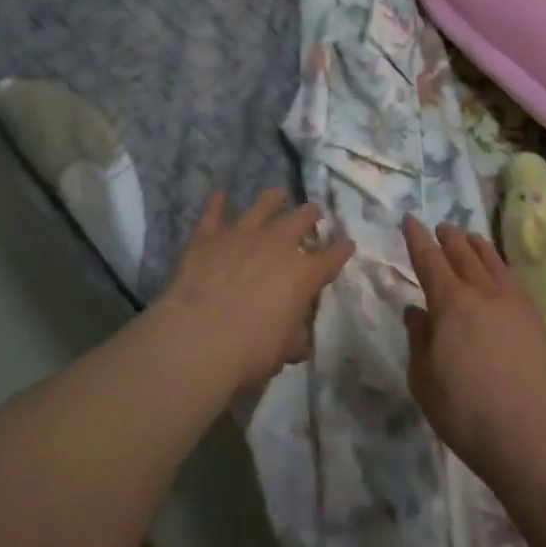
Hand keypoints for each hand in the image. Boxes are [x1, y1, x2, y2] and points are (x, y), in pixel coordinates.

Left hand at [153, 189, 354, 393]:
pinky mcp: (208, 238)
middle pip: (301, 218)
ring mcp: (242, 235)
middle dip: (310, 215)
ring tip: (278, 194)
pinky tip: (220, 193)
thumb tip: (300, 339)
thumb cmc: (249, 353)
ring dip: (273, 199)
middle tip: (312, 215)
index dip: (342, 249)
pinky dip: (217, 203)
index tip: (348, 244)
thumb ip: (294, 338)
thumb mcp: (283, 352)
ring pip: (263, 205)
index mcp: (303, 273)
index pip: (332, 256)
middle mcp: (277, 244)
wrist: (197, 342)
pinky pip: (213, 213)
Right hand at [401, 215, 545, 489]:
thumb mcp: (425, 381)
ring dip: (475, 244)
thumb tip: (415, 311)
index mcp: (449, 302)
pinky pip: (512, 276)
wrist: (533, 433)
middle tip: (440, 227)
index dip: (417, 238)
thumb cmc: (467, 412)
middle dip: (448, 237)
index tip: (410, 219)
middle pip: (462, 253)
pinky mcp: (534, 315)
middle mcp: (481, 291)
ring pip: (490, 259)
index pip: (429, 259)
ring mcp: (512, 300)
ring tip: (468, 237)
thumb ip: (418, 340)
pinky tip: (499, 268)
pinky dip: (500, 263)